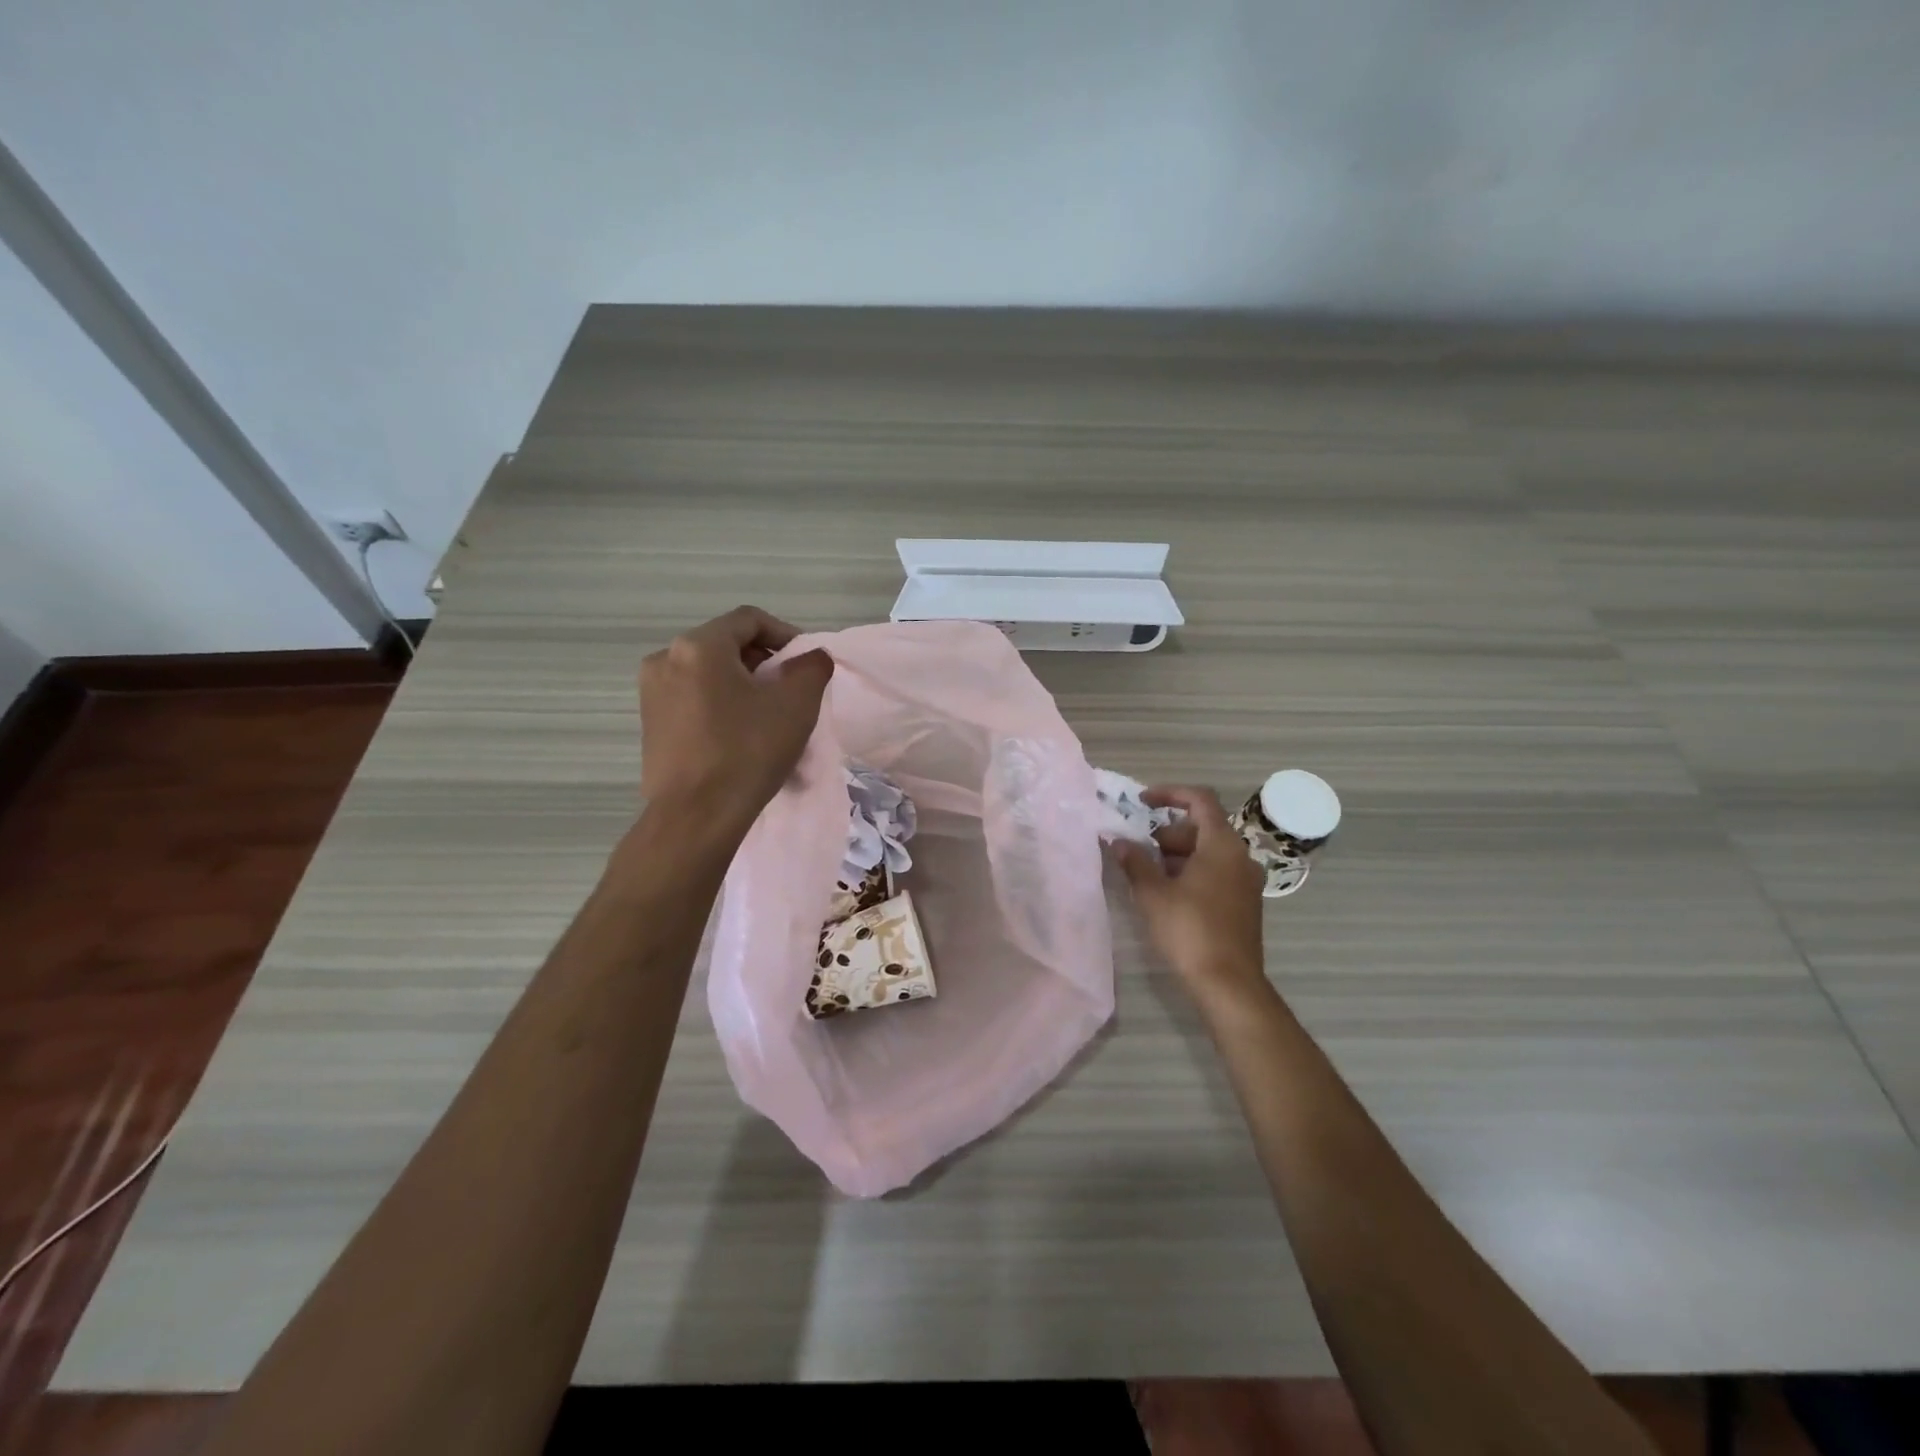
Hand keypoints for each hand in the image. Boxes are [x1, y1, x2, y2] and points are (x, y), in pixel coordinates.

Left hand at [639, 606, 833, 831]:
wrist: (695, 817)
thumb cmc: (747, 752)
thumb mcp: (796, 704)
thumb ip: (811, 668)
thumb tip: (811, 658)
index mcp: (698, 646)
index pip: (749, 620)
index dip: (786, 634)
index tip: (807, 663)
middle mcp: (665, 660)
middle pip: (727, 646)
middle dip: (765, 664)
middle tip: (792, 692)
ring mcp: (652, 694)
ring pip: (710, 676)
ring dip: (745, 688)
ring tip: (770, 719)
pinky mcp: (650, 725)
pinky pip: (694, 701)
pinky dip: (722, 707)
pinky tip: (742, 738)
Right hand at [1112, 786, 1269, 1010]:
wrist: (1228, 983)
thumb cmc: (1190, 930)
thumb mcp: (1153, 893)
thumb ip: (1135, 861)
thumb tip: (1118, 842)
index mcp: (1222, 845)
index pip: (1200, 799)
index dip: (1169, 794)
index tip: (1141, 802)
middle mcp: (1240, 856)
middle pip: (1202, 827)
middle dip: (1167, 833)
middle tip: (1139, 851)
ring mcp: (1246, 881)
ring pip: (1208, 852)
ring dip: (1177, 855)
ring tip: (1148, 875)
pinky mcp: (1244, 903)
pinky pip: (1216, 872)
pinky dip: (1191, 872)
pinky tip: (1169, 895)